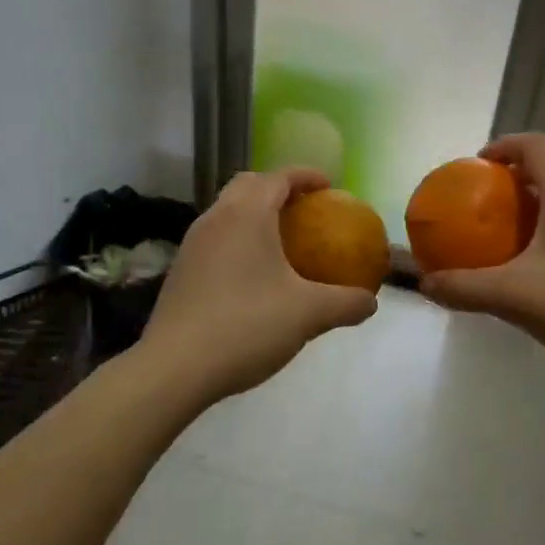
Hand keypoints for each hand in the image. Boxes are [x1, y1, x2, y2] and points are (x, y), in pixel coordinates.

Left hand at [142, 167, 378, 401]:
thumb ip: (345, 303)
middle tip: (304, 208)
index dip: (306, 175)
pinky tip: (252, 275)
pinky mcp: (180, 271)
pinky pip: (215, 238)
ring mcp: (192, 244)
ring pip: (227, 212)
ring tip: (281, 240)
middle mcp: (216, 219)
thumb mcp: (308, 315)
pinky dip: (238, 240)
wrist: (174, 369)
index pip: (278, 177)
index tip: (329, 185)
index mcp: (247, 215)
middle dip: (277, 188)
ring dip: (254, 214)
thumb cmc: (246, 326)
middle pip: (247, 185)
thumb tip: (370, 303)